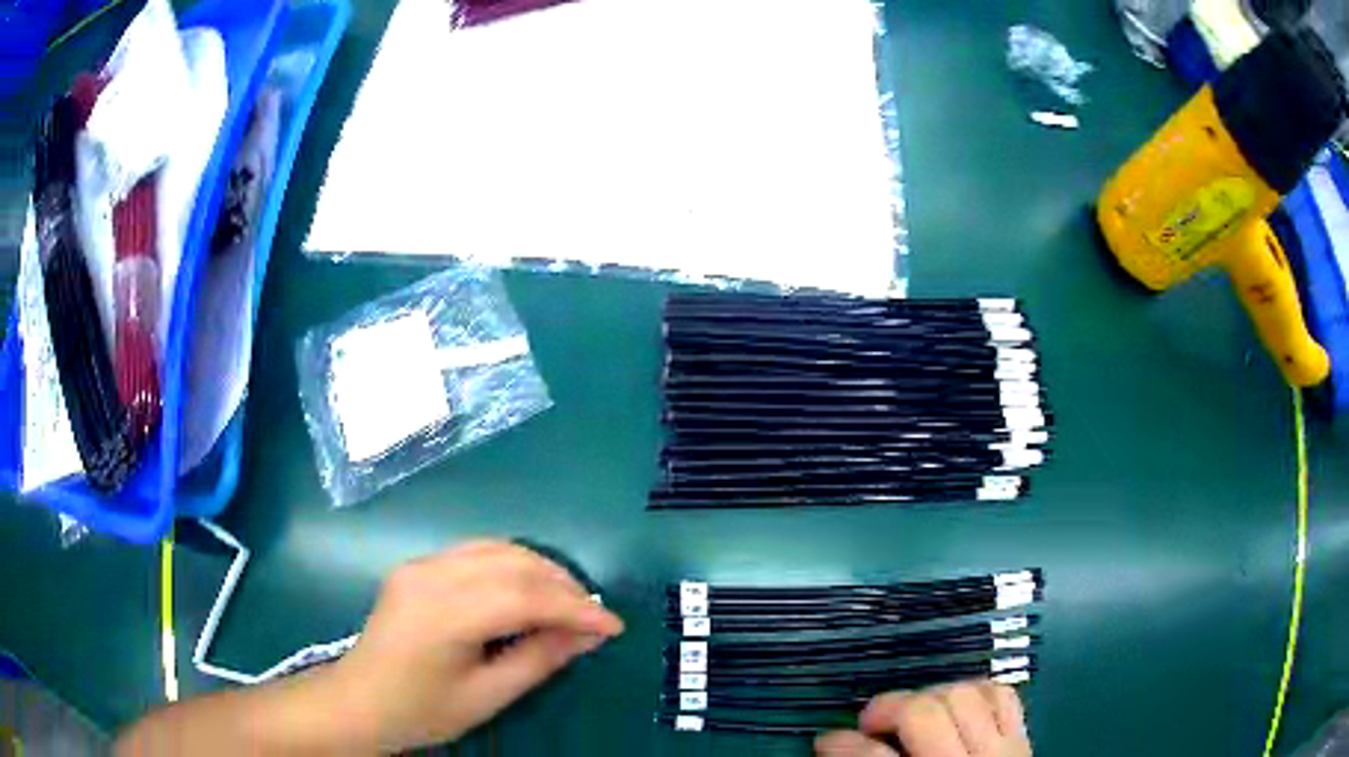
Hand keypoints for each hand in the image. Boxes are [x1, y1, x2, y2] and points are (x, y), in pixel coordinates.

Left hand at [327, 540, 623, 752]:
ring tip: (570, 601)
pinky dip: (512, 566)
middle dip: (563, 585)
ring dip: (540, 569)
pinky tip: (528, 589)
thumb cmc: (421, 710)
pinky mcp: (417, 567)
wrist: (358, 701)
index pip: (525, 597)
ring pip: (496, 549)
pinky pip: (475, 553)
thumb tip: (589, 635)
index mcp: (444, 614)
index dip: (575, 609)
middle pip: (513, 563)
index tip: (613, 627)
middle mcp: (431, 575)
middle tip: (595, 616)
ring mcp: (420, 565)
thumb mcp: (487, 697)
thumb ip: (539, 660)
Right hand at [815, 681, 1030, 756]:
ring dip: (930, 696)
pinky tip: (957, 705)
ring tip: (913, 713)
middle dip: (887, 708)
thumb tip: (837, 752)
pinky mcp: (1023, 739)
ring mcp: (1000, 750)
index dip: (840, 744)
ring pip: (963, 694)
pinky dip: (976, 691)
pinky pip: (1001, 695)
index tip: (825, 741)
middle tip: (869, 724)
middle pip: (923, 714)